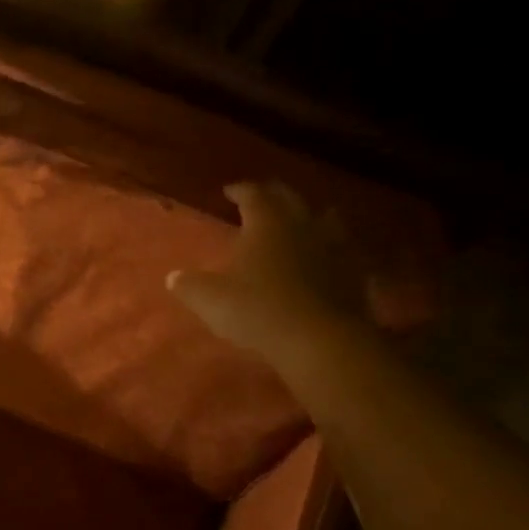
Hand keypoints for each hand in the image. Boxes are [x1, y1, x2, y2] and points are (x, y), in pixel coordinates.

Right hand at [168, 181, 366, 361]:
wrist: (320, 339)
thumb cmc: (258, 310)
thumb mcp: (210, 300)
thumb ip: (190, 286)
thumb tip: (173, 277)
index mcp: (267, 222)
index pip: (253, 193)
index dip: (240, 190)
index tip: (229, 191)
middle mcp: (303, 224)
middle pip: (290, 198)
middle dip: (273, 195)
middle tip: (262, 200)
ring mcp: (334, 246)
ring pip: (325, 218)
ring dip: (310, 217)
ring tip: (299, 224)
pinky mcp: (355, 272)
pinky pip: (344, 251)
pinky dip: (332, 251)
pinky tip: (327, 261)